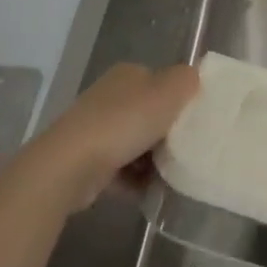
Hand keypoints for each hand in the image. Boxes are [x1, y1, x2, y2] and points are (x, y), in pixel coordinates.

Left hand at [31, 62, 199, 209]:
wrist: (70, 165)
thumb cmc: (125, 122)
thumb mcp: (170, 91)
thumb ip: (187, 80)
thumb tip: (192, 80)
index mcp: (127, 75)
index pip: (161, 81)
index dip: (179, 99)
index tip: (195, 119)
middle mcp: (109, 97)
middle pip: (149, 114)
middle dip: (168, 133)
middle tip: (187, 149)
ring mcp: (94, 129)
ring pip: (136, 143)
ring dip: (154, 160)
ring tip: (172, 175)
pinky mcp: (86, 161)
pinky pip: (122, 170)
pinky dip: (137, 180)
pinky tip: (152, 191)